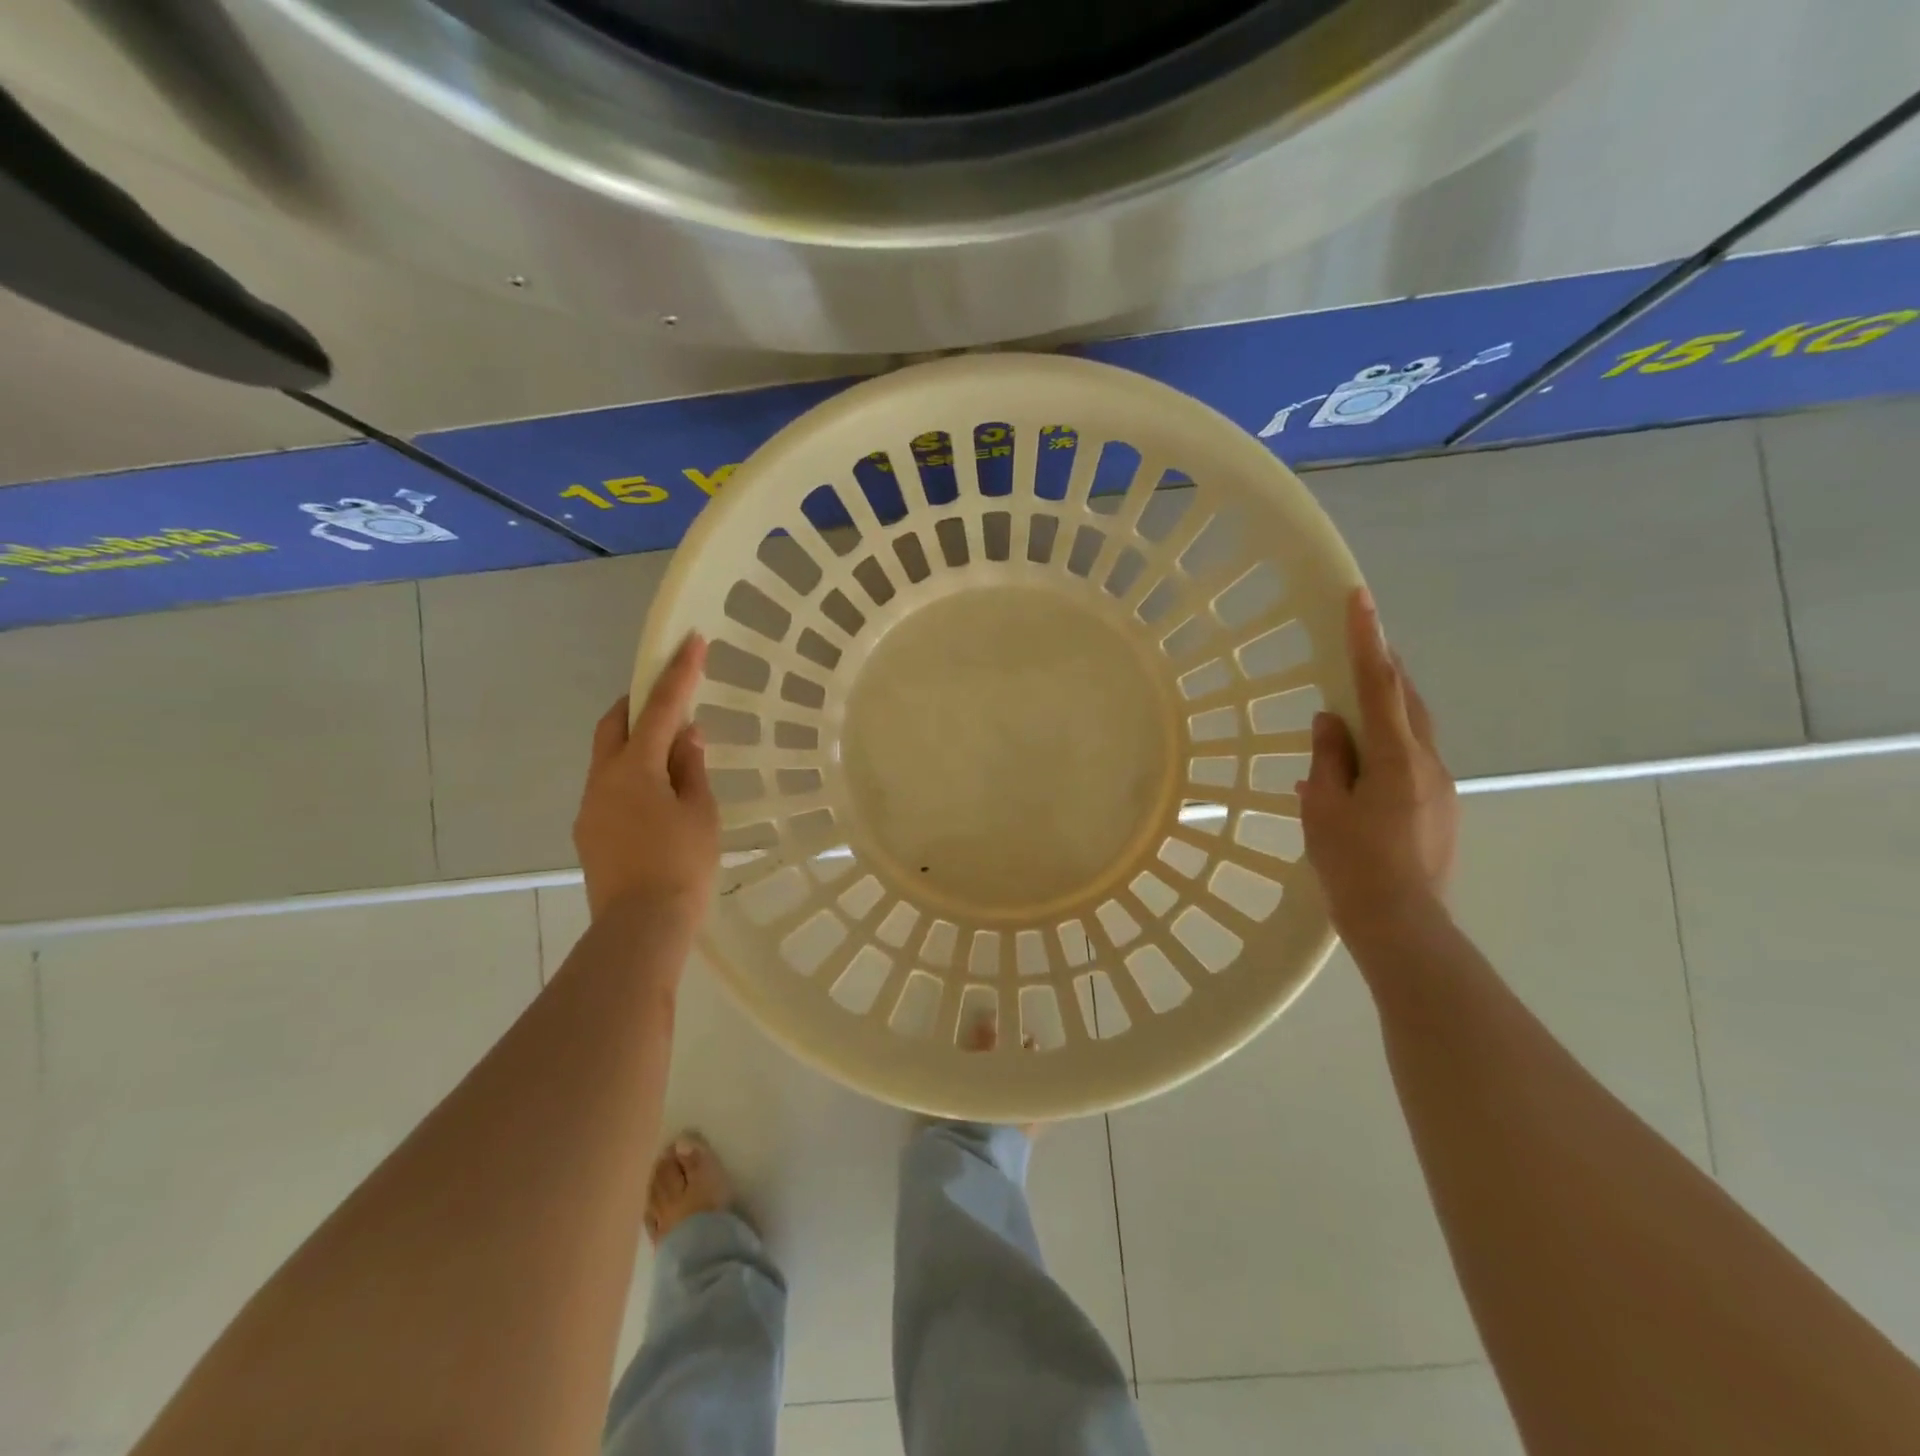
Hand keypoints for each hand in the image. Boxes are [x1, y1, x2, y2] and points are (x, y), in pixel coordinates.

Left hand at [574, 633, 719, 922]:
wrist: (640, 928)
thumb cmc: (681, 865)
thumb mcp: (700, 812)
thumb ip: (691, 768)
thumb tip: (686, 735)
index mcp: (635, 768)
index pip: (660, 708)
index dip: (678, 673)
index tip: (689, 640)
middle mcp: (603, 779)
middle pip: (615, 723)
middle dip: (640, 702)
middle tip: (669, 697)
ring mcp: (590, 807)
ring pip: (609, 756)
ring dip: (637, 742)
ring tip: (673, 755)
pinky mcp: (590, 833)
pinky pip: (611, 786)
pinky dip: (633, 774)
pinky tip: (658, 796)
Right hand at [1298, 588, 1458, 939]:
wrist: (1402, 923)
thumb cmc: (1353, 863)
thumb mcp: (1323, 807)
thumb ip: (1328, 758)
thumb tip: (1331, 721)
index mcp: (1395, 757)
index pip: (1379, 685)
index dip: (1368, 640)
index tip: (1361, 599)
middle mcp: (1427, 762)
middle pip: (1408, 701)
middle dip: (1385, 669)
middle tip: (1361, 646)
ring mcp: (1441, 786)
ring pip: (1413, 732)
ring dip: (1386, 712)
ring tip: (1353, 713)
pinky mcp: (1441, 808)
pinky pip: (1412, 761)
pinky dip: (1387, 749)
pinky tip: (1360, 770)